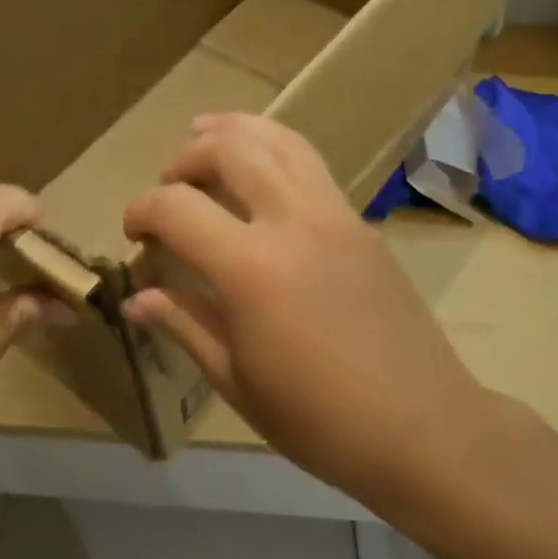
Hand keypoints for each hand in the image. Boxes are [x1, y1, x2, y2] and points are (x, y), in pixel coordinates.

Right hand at [121, 114, 484, 501]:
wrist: (423, 428)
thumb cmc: (319, 420)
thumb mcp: (237, 380)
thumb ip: (184, 324)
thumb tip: (136, 298)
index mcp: (251, 267)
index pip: (177, 207)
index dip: (142, 210)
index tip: (134, 233)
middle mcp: (293, 222)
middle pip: (230, 150)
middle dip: (186, 158)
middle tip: (169, 187)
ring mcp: (335, 215)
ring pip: (280, 140)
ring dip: (235, 130)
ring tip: (206, 133)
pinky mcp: (361, 223)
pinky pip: (311, 164)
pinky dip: (274, 148)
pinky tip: (261, 172)